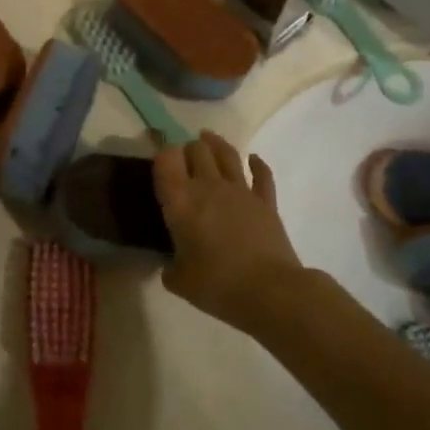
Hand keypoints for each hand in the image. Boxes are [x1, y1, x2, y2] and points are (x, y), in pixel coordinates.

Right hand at [153, 132, 303, 331]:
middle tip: (184, 158)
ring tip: (208, 138)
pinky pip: (262, 174)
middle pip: (197, 150)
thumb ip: (171, 269)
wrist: (269, 291)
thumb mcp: (180, 281)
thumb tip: (171, 266)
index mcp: (180, 201)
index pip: (166, 159)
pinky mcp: (266, 201)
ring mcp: (240, 190)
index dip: (162, 154)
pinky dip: (257, 164)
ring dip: (216, 143)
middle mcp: (208, 186)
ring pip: (227, 153)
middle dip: (188, 148)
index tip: (160, 161)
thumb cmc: (217, 285)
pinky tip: (253, 159)